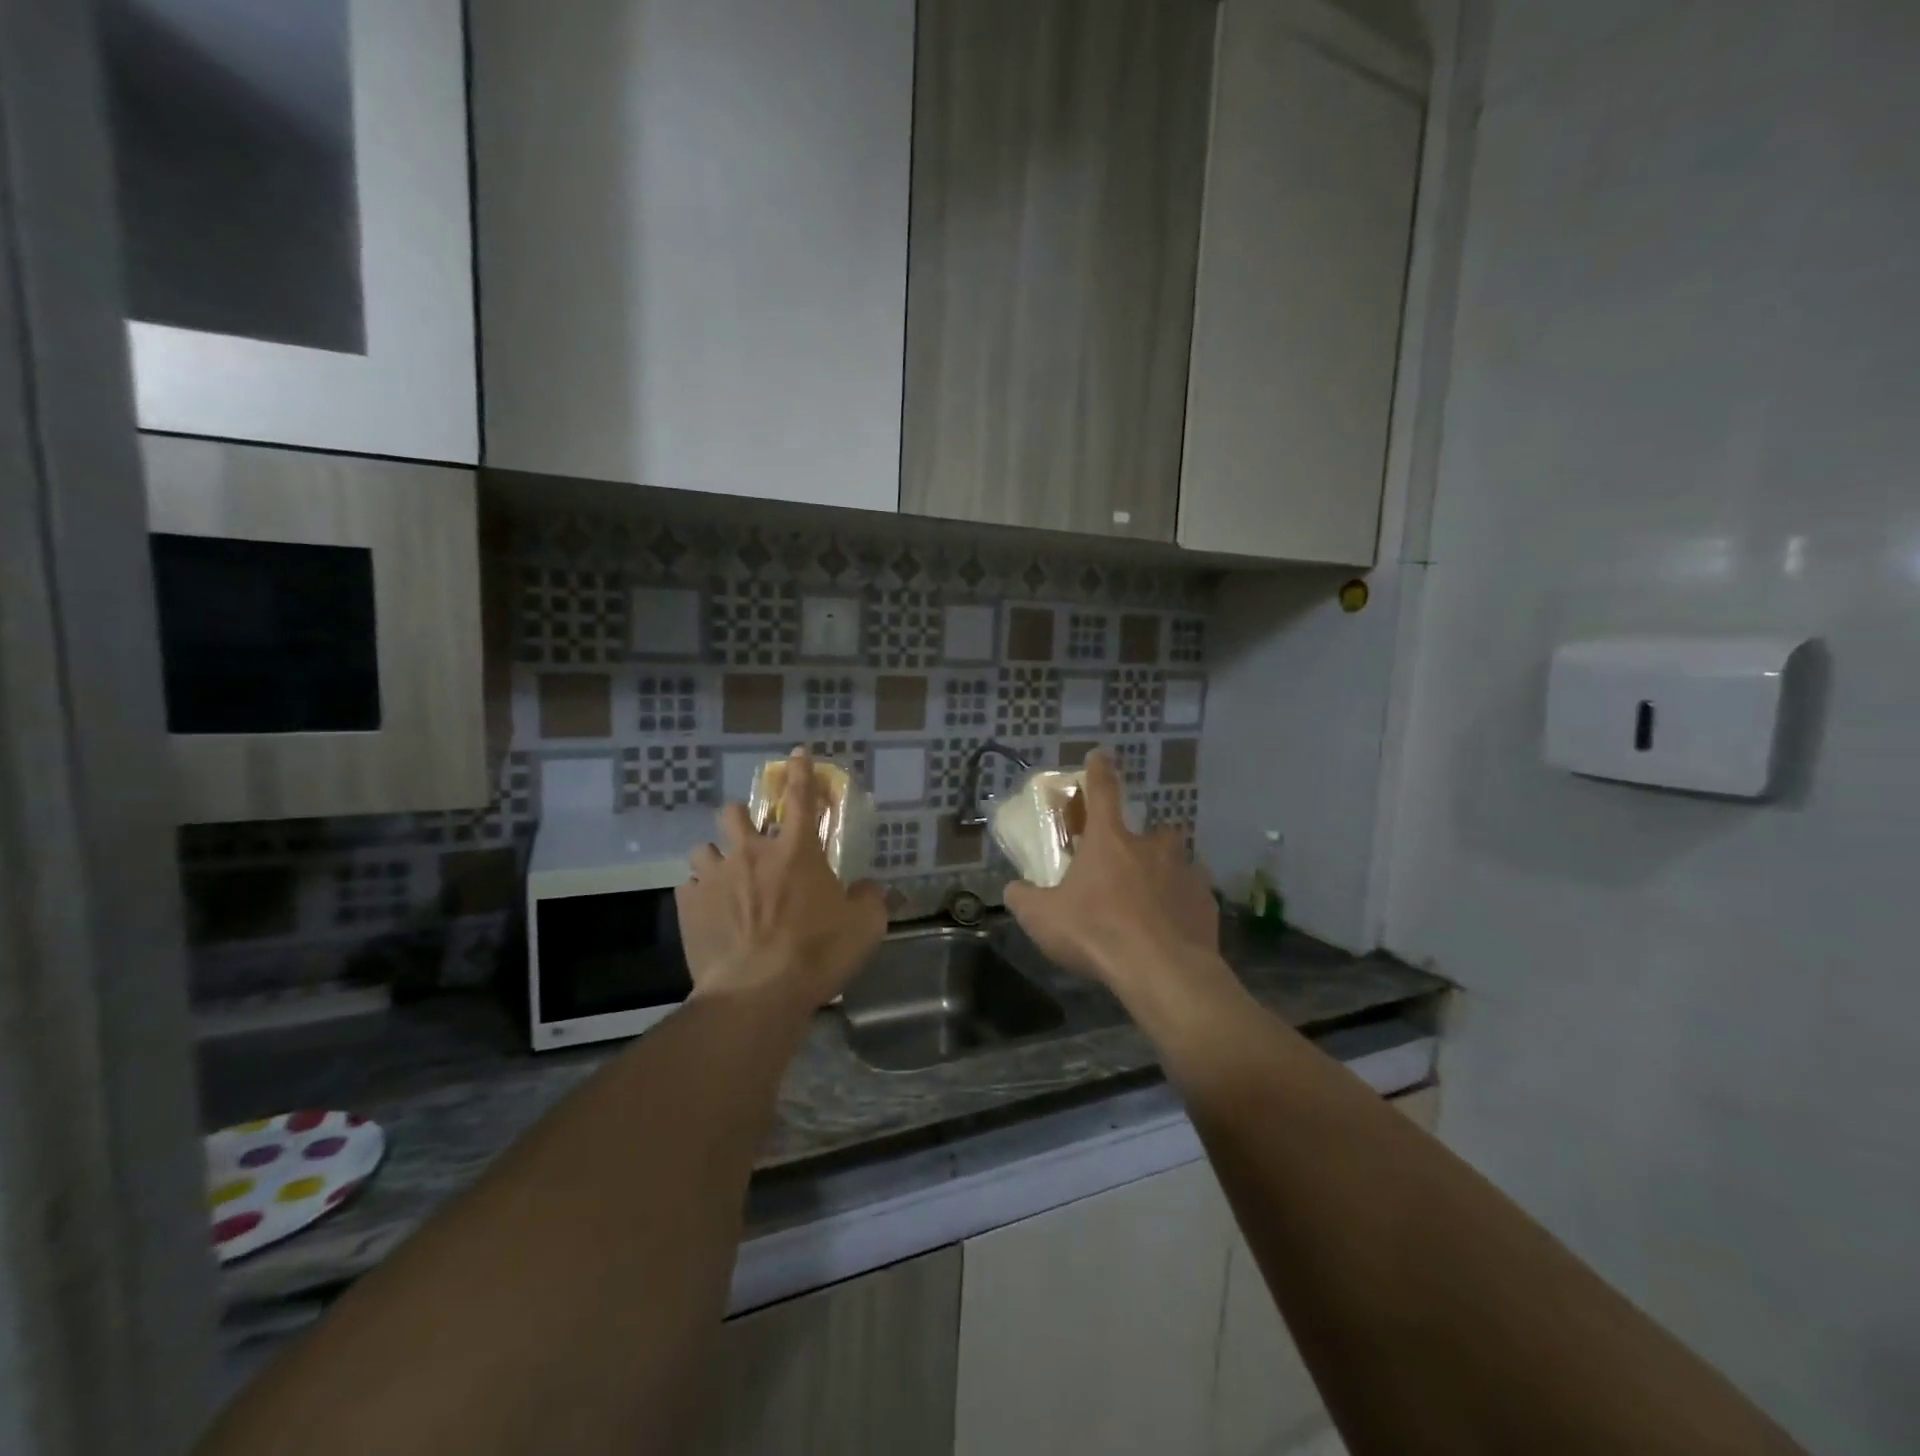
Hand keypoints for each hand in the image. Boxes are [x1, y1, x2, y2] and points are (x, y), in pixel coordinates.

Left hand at [677, 748, 886, 1014]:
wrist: (757, 994)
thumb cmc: (817, 954)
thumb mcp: (865, 926)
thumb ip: (868, 898)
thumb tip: (866, 887)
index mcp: (796, 850)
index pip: (800, 797)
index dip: (801, 772)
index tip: (797, 754)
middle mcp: (751, 853)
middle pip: (733, 813)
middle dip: (741, 819)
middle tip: (752, 840)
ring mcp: (715, 878)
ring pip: (703, 848)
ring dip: (716, 858)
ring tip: (726, 880)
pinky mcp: (690, 907)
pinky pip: (689, 888)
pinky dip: (701, 895)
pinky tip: (711, 913)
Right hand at [1004, 751, 1220, 1005]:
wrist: (1162, 971)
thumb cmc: (1097, 932)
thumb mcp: (1042, 918)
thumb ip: (1023, 898)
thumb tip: (1013, 889)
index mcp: (1110, 840)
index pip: (1102, 792)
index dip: (1099, 771)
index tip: (1101, 754)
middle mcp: (1152, 847)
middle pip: (1150, 832)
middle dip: (1140, 844)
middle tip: (1126, 869)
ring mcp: (1185, 872)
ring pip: (1176, 863)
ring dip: (1164, 874)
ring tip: (1151, 903)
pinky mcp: (1206, 903)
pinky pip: (1192, 896)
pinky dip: (1181, 906)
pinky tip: (1171, 930)